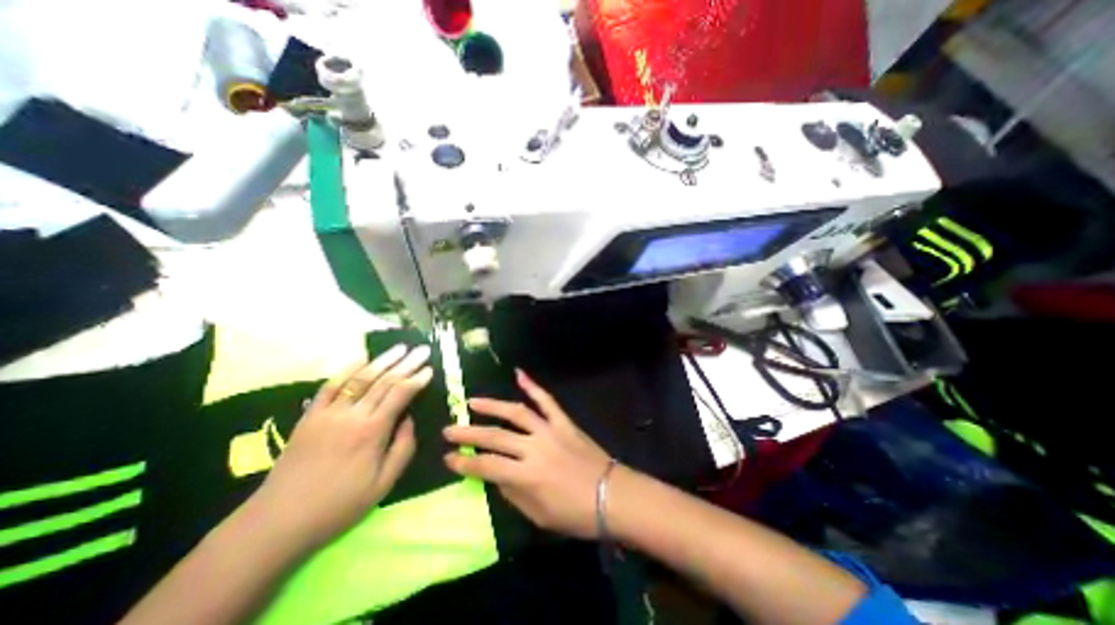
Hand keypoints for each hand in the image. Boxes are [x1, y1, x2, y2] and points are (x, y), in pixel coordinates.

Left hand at [249, 341, 432, 552]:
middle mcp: (352, 415)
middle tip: (422, 350)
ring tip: (400, 347)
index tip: (430, 368)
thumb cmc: (339, 505)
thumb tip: (410, 419)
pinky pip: (330, 385)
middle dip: (406, 363)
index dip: (417, 378)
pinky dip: (347, 369)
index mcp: (372, 431)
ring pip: (360, 378)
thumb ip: (403, 447)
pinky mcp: (310, 416)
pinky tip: (361, 358)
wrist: (277, 522)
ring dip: (382, 360)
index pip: (400, 394)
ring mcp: (328, 413)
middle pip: (384, 380)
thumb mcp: (384, 484)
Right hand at [448, 372, 614, 537]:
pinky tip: (519, 375)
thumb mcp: (538, 514)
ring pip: (517, 412)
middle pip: (495, 436)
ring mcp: (550, 430)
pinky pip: (547, 401)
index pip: (486, 466)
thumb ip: (512, 493)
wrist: (611, 494)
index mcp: (527, 476)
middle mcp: (535, 448)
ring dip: (493, 405)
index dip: (464, 463)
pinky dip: (533, 386)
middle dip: (468, 433)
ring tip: (472, 401)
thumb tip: (495, 474)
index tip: (447, 457)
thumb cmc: (574, 513)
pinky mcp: (564, 422)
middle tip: (449, 429)